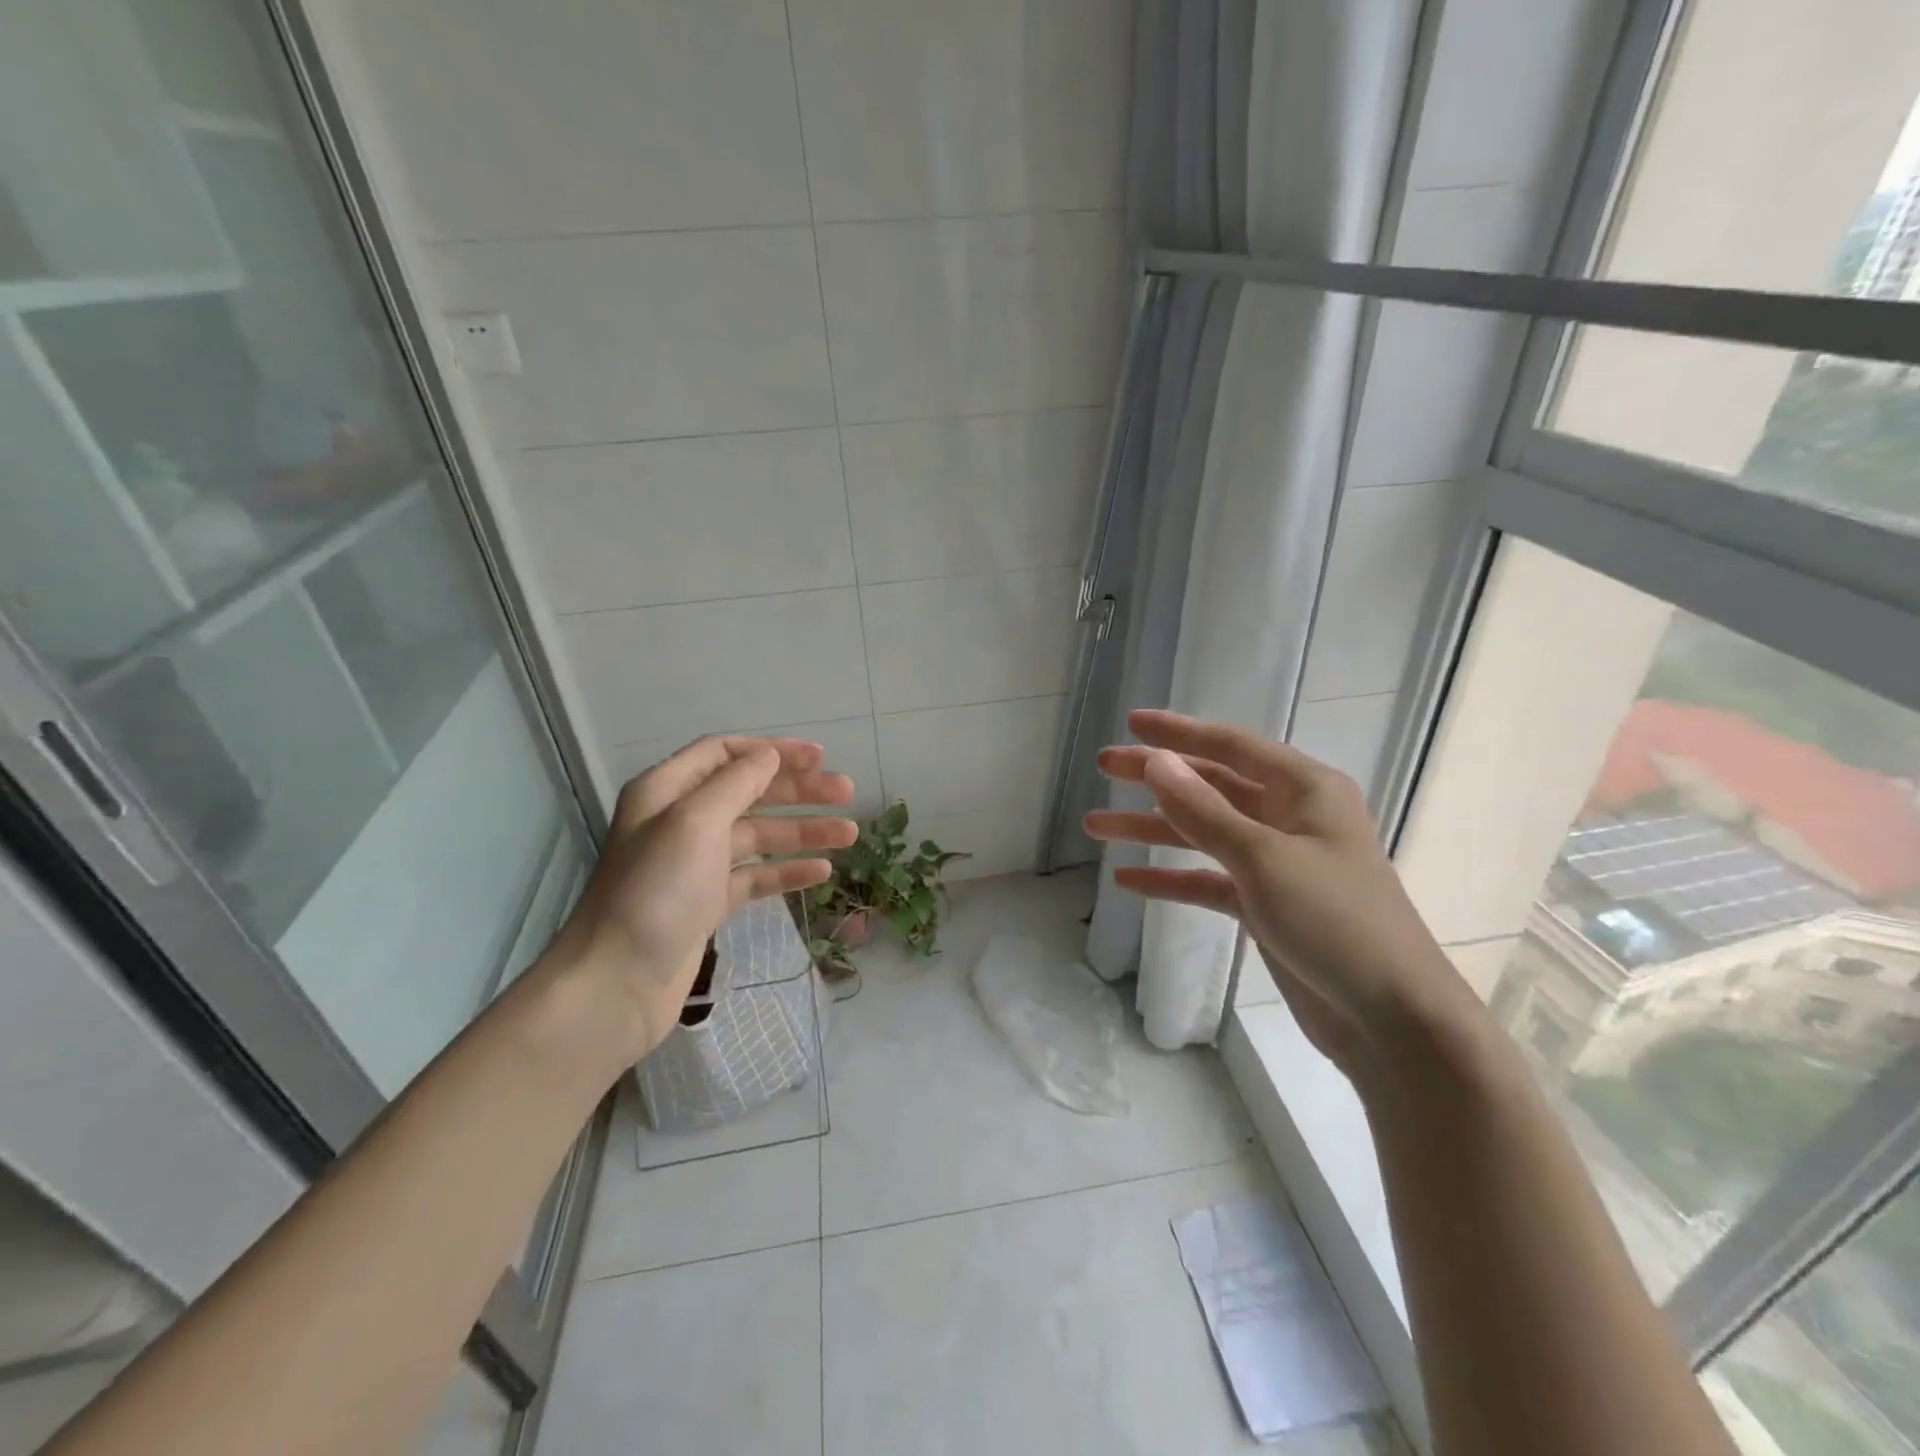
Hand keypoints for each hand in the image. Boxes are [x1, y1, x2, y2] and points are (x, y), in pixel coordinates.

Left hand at [543, 736, 856, 1062]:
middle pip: (749, 792)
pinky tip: (822, 871)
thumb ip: (736, 783)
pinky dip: (788, 870)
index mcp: (667, 791)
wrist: (617, 983)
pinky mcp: (708, 902)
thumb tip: (769, 756)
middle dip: (798, 790)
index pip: (725, 753)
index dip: (773, 751)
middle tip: (847, 792)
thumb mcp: (695, 823)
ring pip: (759, 835)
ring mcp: (695, 864)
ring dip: (803, 830)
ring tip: (849, 834)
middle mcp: (681, 821)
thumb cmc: (656, 892)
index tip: (819, 758)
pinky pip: (756, 876)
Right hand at [1084, 710, 1476, 1078]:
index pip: (1232, 746)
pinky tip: (1128, 881)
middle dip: (1156, 779)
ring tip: (1095, 826)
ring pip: (1203, 833)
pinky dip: (1171, 879)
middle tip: (1105, 768)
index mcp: (1305, 789)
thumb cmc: (1336, 922)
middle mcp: (1291, 817)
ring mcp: (1277, 863)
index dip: (1179, 732)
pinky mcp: (1266, 905)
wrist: (1394, 1020)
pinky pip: (1208, 880)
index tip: (1131, 722)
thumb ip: (1203, 809)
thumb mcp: (1263, 858)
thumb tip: (1155, 761)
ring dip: (1152, 831)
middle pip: (1211, 786)